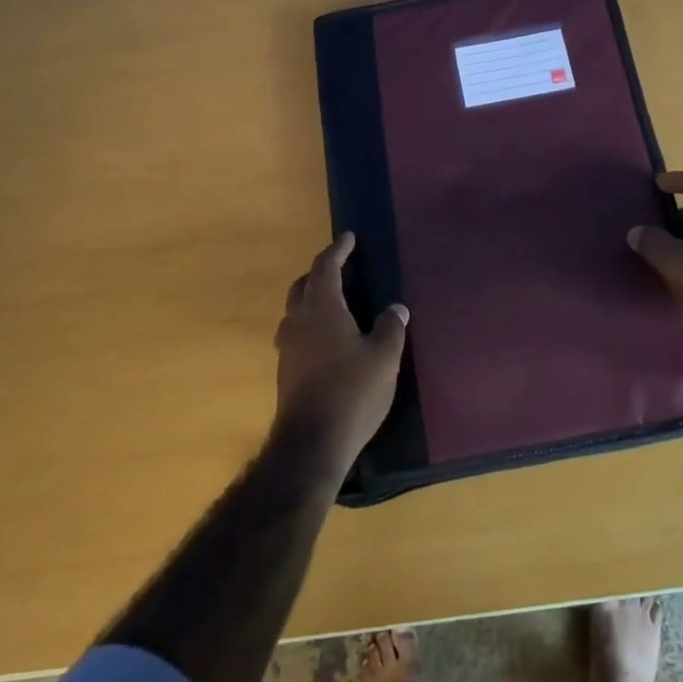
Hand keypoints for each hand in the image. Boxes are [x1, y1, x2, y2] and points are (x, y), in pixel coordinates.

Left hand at [274, 233, 408, 476]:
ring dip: (310, 299)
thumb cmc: (352, 391)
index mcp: (322, 309)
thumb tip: (396, 308)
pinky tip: (325, 340)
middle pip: (303, 285)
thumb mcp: (384, 357)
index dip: (338, 250)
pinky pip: (295, 334)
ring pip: (294, 311)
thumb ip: (391, 327)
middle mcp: (299, 322)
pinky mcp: (286, 372)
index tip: (349, 238)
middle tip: (340, 268)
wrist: (312, 444)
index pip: (326, 267)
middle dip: (319, 272)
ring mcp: (288, 348)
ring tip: (332, 303)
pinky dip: (309, 325)